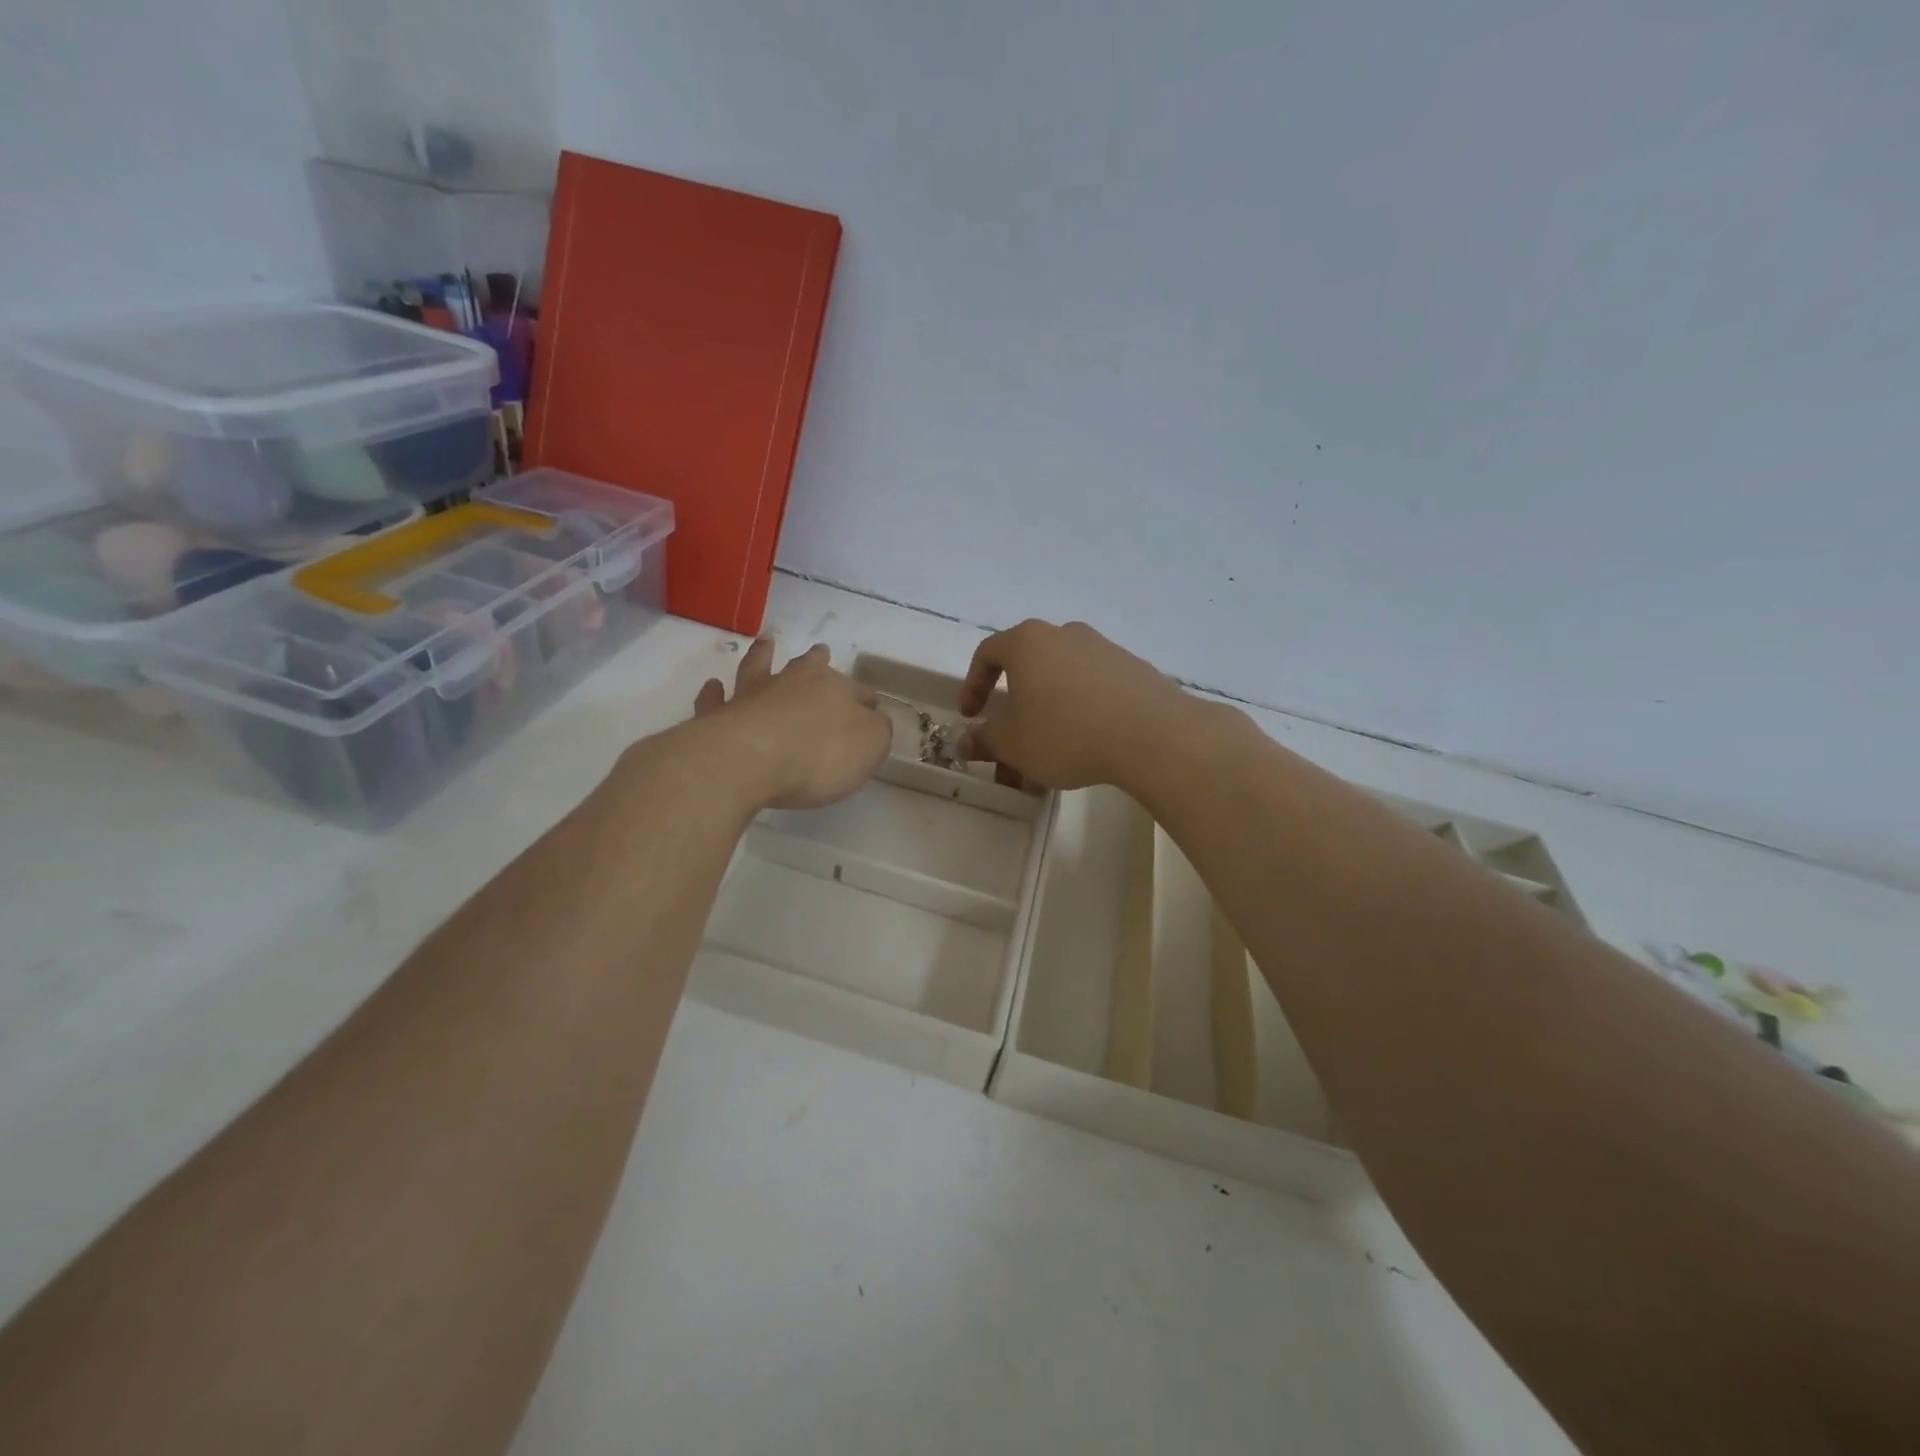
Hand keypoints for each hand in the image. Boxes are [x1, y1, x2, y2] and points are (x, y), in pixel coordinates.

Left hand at [693, 639, 891, 809]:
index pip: (859, 692)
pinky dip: (715, 692)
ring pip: (759, 668)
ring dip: (763, 656)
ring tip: (765, 643)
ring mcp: (752, 696)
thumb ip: (876, 732)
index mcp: (835, 690)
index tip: (870, 705)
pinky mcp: (718, 716)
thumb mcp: (869, 746)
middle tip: (820, 651)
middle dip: (817, 661)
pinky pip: (715, 699)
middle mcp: (793, 683)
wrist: (748, 760)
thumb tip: (873, 721)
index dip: (866, 699)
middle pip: (809, 667)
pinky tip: (713, 686)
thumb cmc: (818, 755)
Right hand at [957, 620, 1191, 789]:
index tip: (970, 716)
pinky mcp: (1132, 669)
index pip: (987, 654)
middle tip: (1008, 744)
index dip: (972, 686)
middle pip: (1026, 669)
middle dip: (1012, 710)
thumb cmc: (1066, 732)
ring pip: (1060, 682)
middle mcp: (1064, 634)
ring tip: (1046, 757)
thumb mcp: (1013, 744)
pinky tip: (1083, 746)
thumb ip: (984, 740)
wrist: (1151, 735)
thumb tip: (964, 741)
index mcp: (1028, 641)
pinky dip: (1078, 713)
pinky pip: (1091, 689)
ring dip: (1045, 716)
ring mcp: (1102, 649)